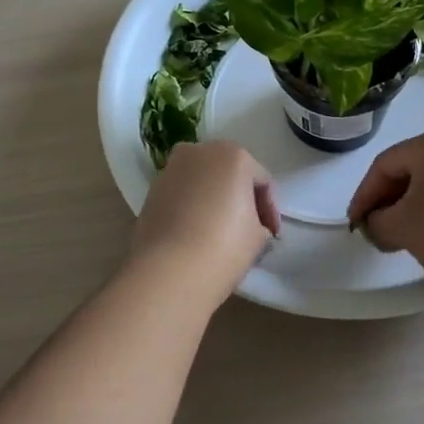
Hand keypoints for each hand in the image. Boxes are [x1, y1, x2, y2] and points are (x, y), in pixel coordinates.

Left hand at [125, 141, 279, 308]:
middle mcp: (200, 152)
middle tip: (248, 228)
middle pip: (229, 173)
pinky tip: (195, 232)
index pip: (261, 181)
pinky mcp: (151, 189)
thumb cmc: (223, 247)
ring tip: (219, 231)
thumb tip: (250, 226)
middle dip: (239, 197)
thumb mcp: (258, 237)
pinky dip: (191, 206)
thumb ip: (259, 222)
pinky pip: (181, 193)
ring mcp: (171, 168)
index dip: (269, 210)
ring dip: (213, 199)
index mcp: (233, 155)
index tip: (271, 235)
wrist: (168, 271)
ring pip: (202, 181)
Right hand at [347, 128, 423, 289]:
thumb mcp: (400, 227)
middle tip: (375, 230)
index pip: (384, 165)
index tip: (354, 224)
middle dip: (389, 201)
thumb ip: (377, 221)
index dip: (364, 196)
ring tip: (402, 237)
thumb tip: (377, 223)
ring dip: (413, 207)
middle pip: (411, 170)